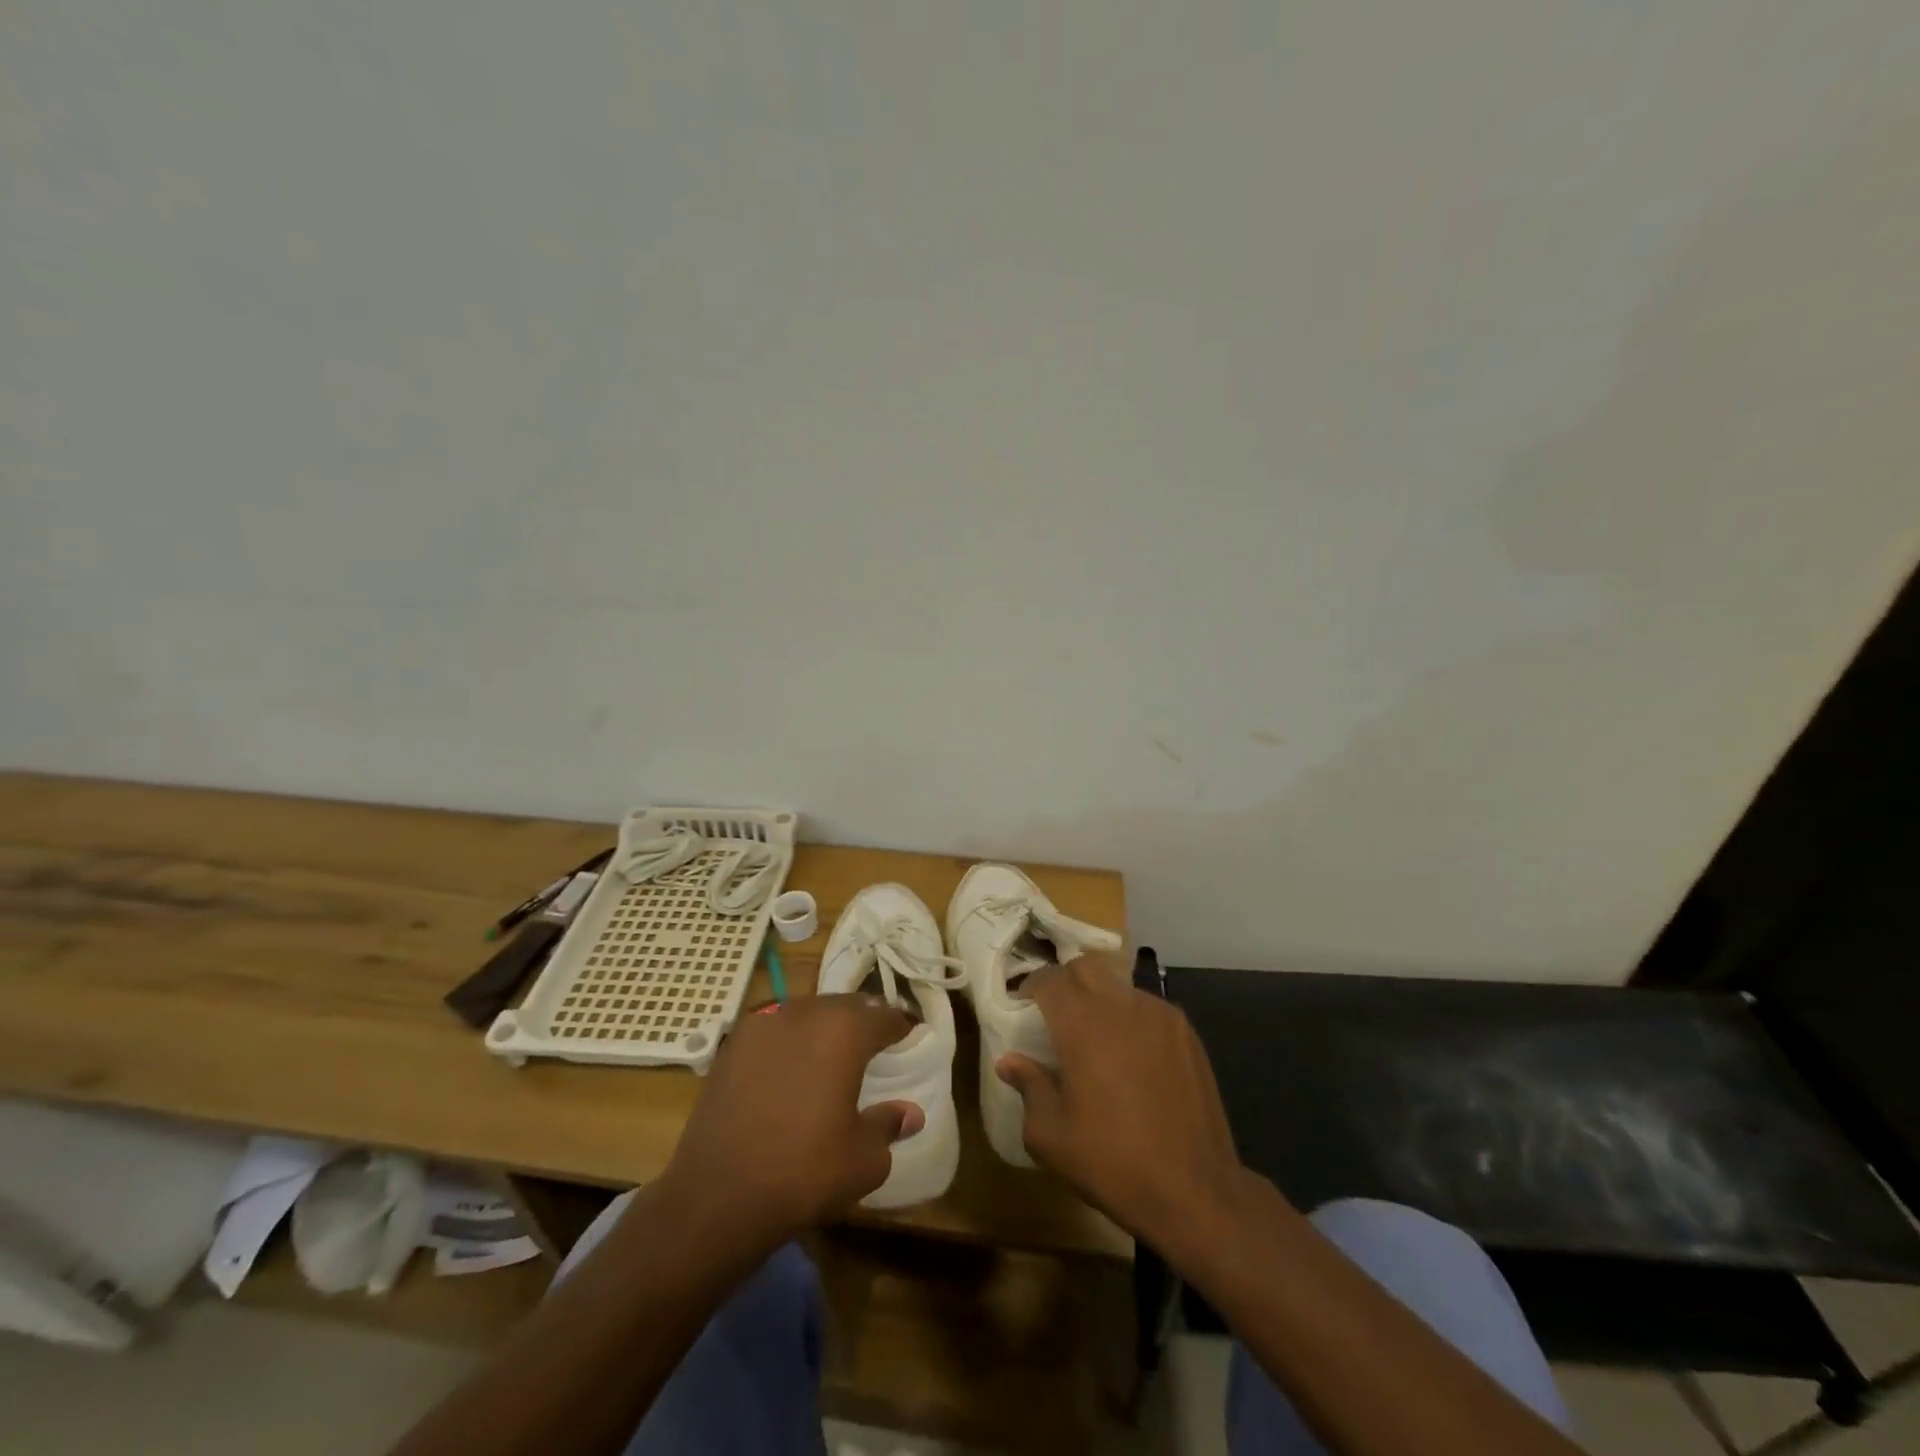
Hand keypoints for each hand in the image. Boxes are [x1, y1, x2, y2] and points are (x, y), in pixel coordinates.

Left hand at [658, 994, 923, 1247]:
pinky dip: (788, 1041)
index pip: (884, 1016)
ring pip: (806, 1013)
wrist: (717, 1195)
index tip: (909, 1039)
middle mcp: (805, 1013)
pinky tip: (788, 1069)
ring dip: (822, 1028)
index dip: (900, 1027)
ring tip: (829, 1056)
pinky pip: (773, 1030)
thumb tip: (911, 1113)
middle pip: (844, 1007)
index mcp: (844, 1031)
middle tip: (872, 1046)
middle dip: (861, 1022)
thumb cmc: (804, 1172)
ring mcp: (763, 1024)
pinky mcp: (732, 1044)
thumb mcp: (863, 1159)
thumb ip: (889, 1125)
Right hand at [997, 954, 1243, 1249]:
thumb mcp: (1050, 1136)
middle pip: (1086, 966)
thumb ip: (1028, 1086)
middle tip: (1057, 1013)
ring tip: (1097, 1035)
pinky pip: (1149, 1008)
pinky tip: (1133, 1055)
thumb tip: (1010, 1061)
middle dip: (1066, 980)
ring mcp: (1159, 1014)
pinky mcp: (1186, 1032)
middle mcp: (1120, 1005)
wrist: (1194, 1190)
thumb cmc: (1112, 1162)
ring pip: (1119, 984)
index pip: (1049, 978)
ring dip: (1101, 998)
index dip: (1032, 986)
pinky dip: (1132, 1018)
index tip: (1024, 1005)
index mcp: (1081, 1023)